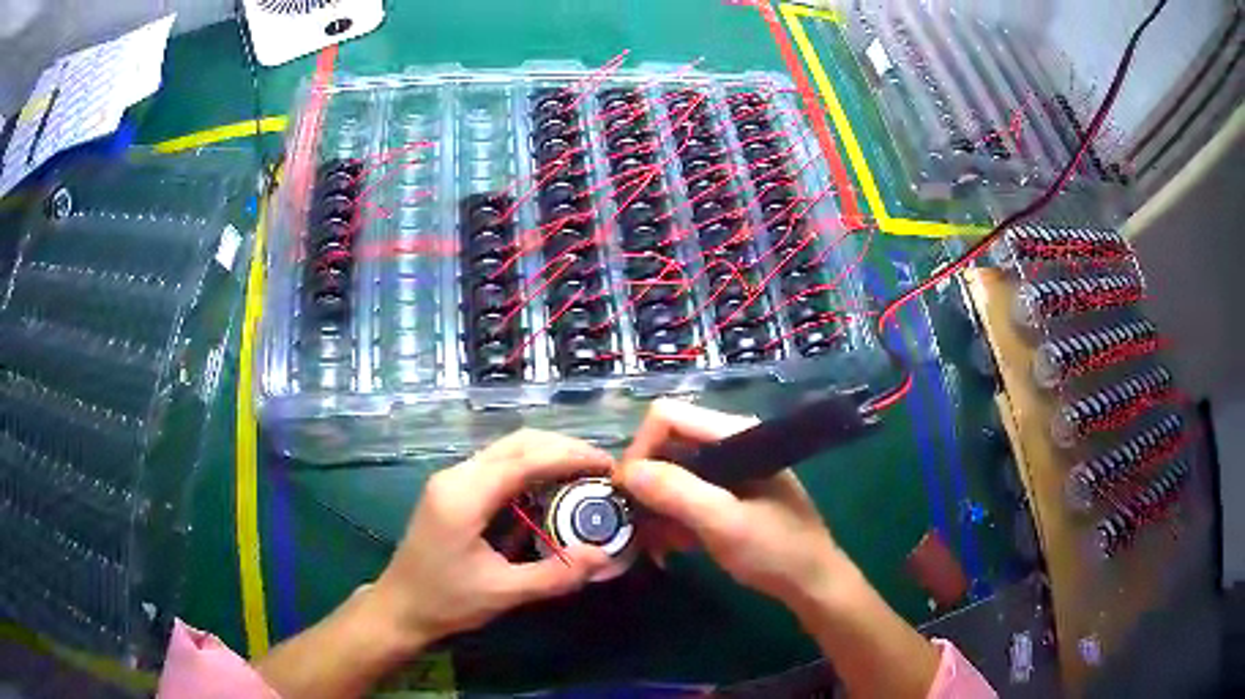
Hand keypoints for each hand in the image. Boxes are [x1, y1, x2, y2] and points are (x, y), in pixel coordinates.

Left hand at [373, 429, 613, 646]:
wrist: (399, 607)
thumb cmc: (446, 601)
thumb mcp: (503, 593)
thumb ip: (555, 574)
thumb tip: (604, 555)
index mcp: (464, 495)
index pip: (524, 459)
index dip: (570, 456)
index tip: (608, 465)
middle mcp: (456, 476)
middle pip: (516, 443)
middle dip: (562, 449)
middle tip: (601, 469)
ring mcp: (451, 479)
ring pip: (506, 450)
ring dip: (546, 455)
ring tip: (584, 475)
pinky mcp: (452, 490)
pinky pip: (496, 466)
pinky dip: (529, 469)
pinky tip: (550, 488)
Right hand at [616, 399, 845, 606]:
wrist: (812, 584)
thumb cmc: (776, 550)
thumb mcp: (724, 523)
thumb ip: (677, 493)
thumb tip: (627, 472)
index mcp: (734, 435)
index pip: (667, 418)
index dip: (641, 451)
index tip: (628, 495)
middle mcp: (728, 444)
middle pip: (665, 446)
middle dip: (645, 486)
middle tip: (635, 526)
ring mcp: (728, 471)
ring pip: (671, 475)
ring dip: (655, 509)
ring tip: (653, 545)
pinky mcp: (727, 496)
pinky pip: (684, 497)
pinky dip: (670, 520)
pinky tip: (670, 548)